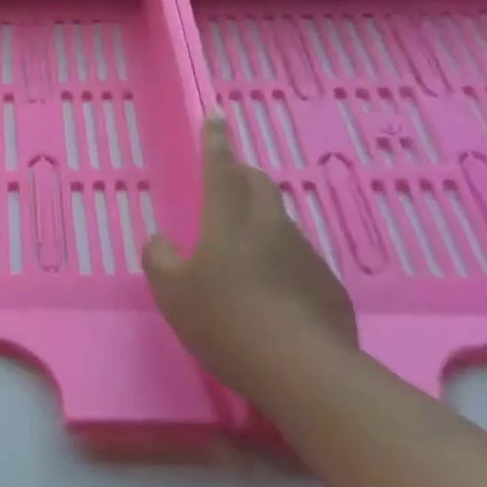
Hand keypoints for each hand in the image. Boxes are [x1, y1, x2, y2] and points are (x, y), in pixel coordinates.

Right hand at [143, 115, 357, 394]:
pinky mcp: (326, 284)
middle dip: (242, 175)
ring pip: (278, 222)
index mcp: (229, 222)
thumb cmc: (225, 322)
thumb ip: (159, 259)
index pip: (220, 169)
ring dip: (259, 222)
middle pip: (258, 185)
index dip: (215, 142)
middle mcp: (270, 227)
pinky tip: (270, 296)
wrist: (303, 370)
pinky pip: (296, 259)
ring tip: (241, 255)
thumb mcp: (172, 294)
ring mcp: (304, 254)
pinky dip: (279, 262)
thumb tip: (161, 241)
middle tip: (226, 184)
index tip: (216, 116)